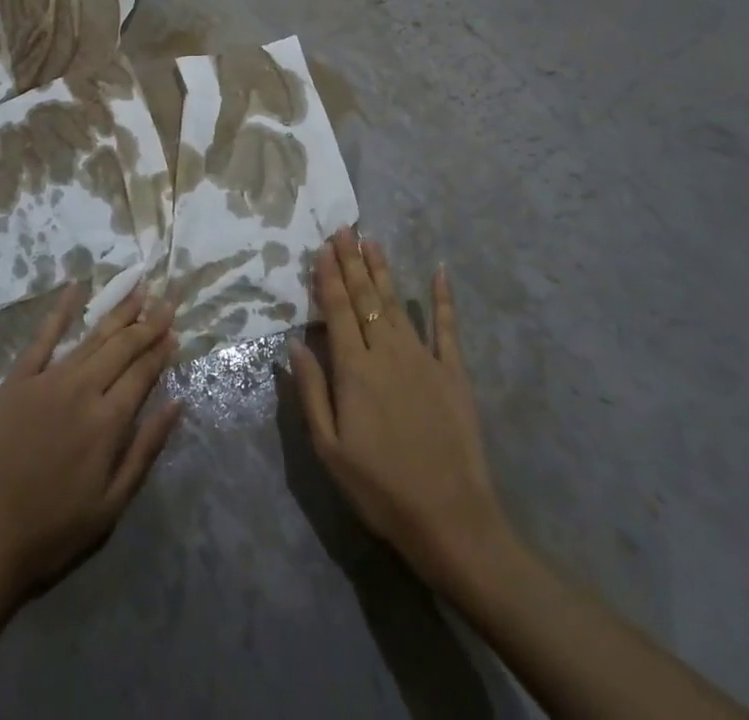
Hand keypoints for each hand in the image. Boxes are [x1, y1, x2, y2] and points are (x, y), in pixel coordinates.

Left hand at [0, 285, 182, 601]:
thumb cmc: (53, 533)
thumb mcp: (111, 506)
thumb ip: (146, 450)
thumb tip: (177, 403)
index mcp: (108, 422)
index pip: (143, 372)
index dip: (161, 350)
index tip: (175, 330)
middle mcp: (82, 390)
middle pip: (122, 347)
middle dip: (148, 323)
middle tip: (167, 300)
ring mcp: (48, 380)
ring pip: (92, 337)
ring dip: (118, 312)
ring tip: (138, 290)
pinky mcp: (17, 380)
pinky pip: (43, 337)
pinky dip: (61, 311)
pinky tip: (76, 288)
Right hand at [290, 228, 508, 590]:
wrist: (451, 519)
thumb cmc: (380, 488)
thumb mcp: (329, 449)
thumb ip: (311, 391)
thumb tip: (295, 343)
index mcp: (355, 369)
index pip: (338, 310)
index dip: (328, 277)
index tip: (321, 248)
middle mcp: (387, 351)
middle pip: (365, 297)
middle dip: (352, 261)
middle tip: (344, 229)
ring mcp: (424, 358)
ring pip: (397, 303)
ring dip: (382, 270)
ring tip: (372, 241)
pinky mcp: (453, 372)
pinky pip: (447, 327)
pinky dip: (443, 297)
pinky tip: (439, 271)